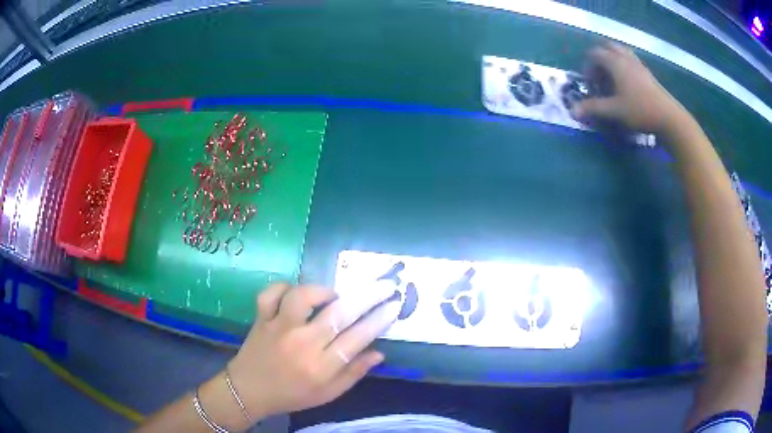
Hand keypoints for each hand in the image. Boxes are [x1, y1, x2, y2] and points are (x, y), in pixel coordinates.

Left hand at [226, 282, 399, 421]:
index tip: (394, 305)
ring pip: (302, 297)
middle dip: (367, 297)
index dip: (379, 320)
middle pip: (338, 314)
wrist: (249, 391)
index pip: (358, 338)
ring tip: (333, 295)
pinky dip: (283, 287)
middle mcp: (302, 343)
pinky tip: (294, 293)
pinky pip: (270, 294)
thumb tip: (379, 353)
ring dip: (322, 291)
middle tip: (384, 285)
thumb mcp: (328, 394)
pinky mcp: (261, 318)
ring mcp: (279, 327)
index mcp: (321, 366)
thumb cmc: (292, 395)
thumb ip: (354, 374)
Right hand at [572, 42, 686, 133]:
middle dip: (600, 58)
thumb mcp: (614, 111)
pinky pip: (631, 60)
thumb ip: (593, 108)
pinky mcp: (647, 73)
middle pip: (608, 47)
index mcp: (615, 62)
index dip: (588, 67)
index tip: (590, 85)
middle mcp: (626, 58)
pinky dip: (624, 66)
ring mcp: (638, 64)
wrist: (669, 118)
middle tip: (599, 76)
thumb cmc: (640, 111)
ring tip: (612, 78)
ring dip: (613, 60)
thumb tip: (573, 111)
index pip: (594, 54)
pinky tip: (626, 83)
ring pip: (621, 52)